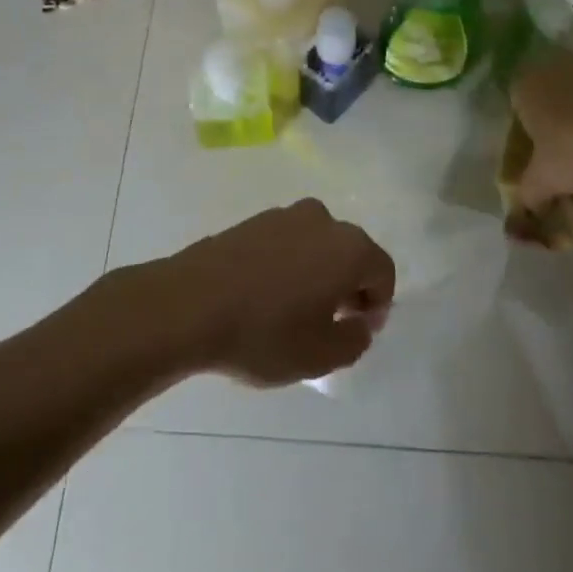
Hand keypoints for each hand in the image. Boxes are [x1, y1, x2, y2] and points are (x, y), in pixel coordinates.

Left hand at [163, 200, 395, 386]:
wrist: (189, 304)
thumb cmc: (264, 332)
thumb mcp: (320, 356)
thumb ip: (355, 340)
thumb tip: (360, 323)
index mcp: (349, 247)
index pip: (383, 272)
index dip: (378, 305)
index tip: (358, 332)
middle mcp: (322, 220)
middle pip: (351, 253)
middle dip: (349, 286)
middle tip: (331, 323)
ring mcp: (284, 215)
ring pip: (317, 245)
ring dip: (317, 273)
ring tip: (295, 311)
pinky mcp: (252, 221)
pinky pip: (286, 243)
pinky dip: (288, 265)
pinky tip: (266, 296)